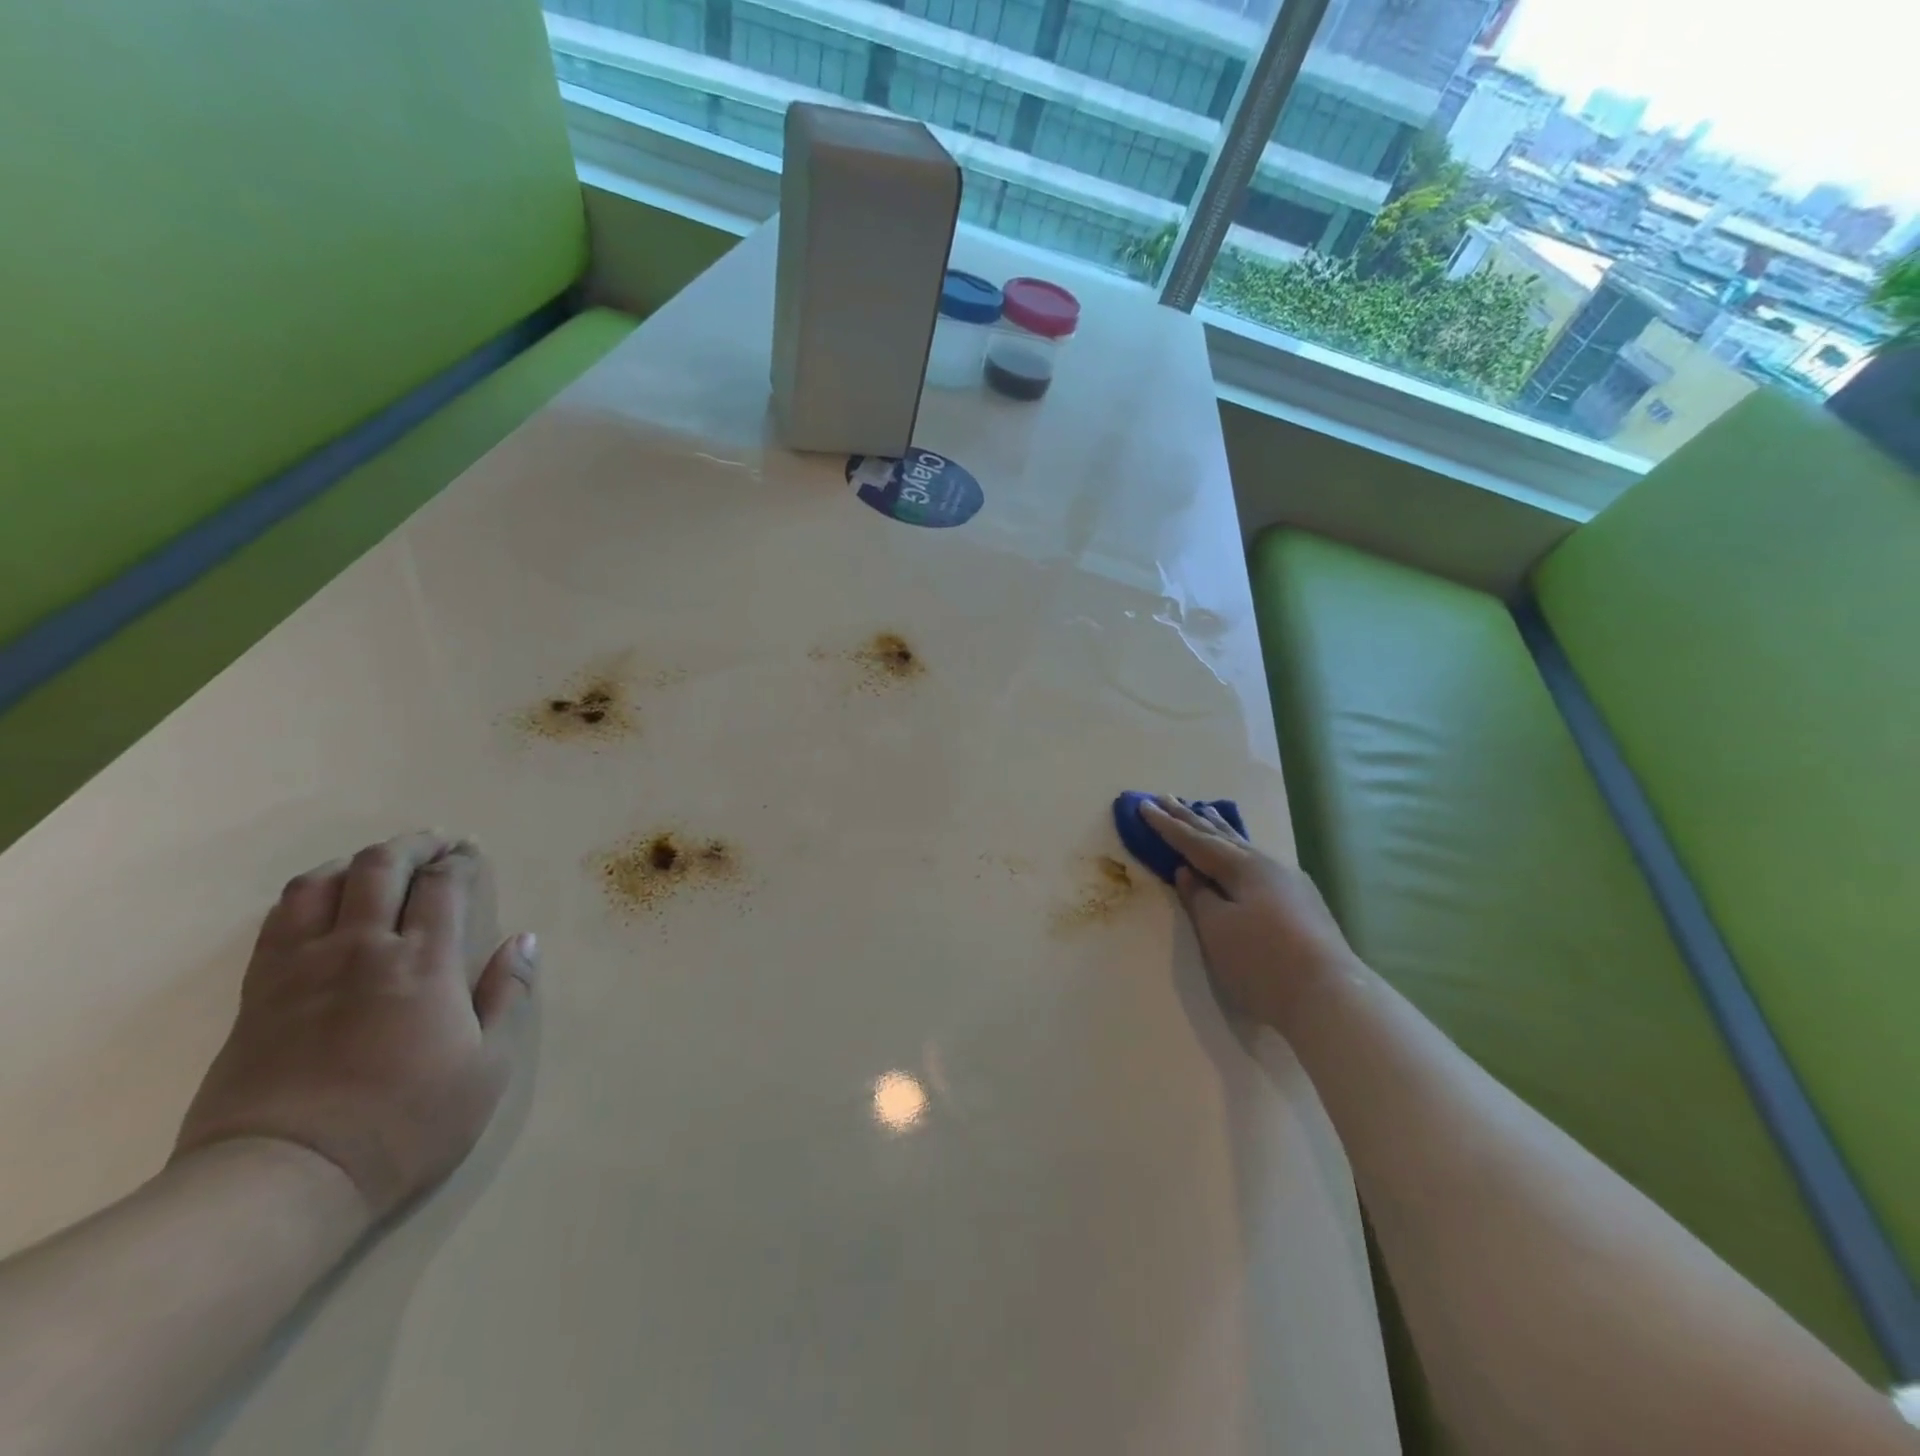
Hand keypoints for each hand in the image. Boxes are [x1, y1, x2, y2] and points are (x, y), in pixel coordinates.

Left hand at [175, 833, 539, 1222]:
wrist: (285, 1178)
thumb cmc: (406, 1122)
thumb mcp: (487, 1066)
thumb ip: (506, 995)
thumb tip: (525, 940)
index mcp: (424, 962)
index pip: (444, 885)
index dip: (461, 861)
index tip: (471, 853)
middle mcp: (362, 948)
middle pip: (382, 868)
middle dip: (414, 846)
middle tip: (436, 844)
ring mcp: (303, 967)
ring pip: (322, 884)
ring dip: (356, 863)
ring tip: (376, 865)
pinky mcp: (258, 994)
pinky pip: (279, 921)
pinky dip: (306, 894)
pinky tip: (320, 902)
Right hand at [1141, 797, 1357, 1032]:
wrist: (1331, 998)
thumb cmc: (1262, 962)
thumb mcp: (1217, 930)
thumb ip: (1199, 896)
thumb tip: (1188, 872)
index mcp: (1243, 868)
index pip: (1195, 841)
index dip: (1167, 825)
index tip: (1144, 804)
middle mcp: (1268, 866)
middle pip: (1221, 837)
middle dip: (1190, 819)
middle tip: (1167, 797)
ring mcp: (1290, 883)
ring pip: (1244, 848)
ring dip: (1220, 830)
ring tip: (1206, 811)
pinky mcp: (1302, 903)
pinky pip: (1259, 863)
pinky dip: (1239, 851)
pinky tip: (1243, 852)